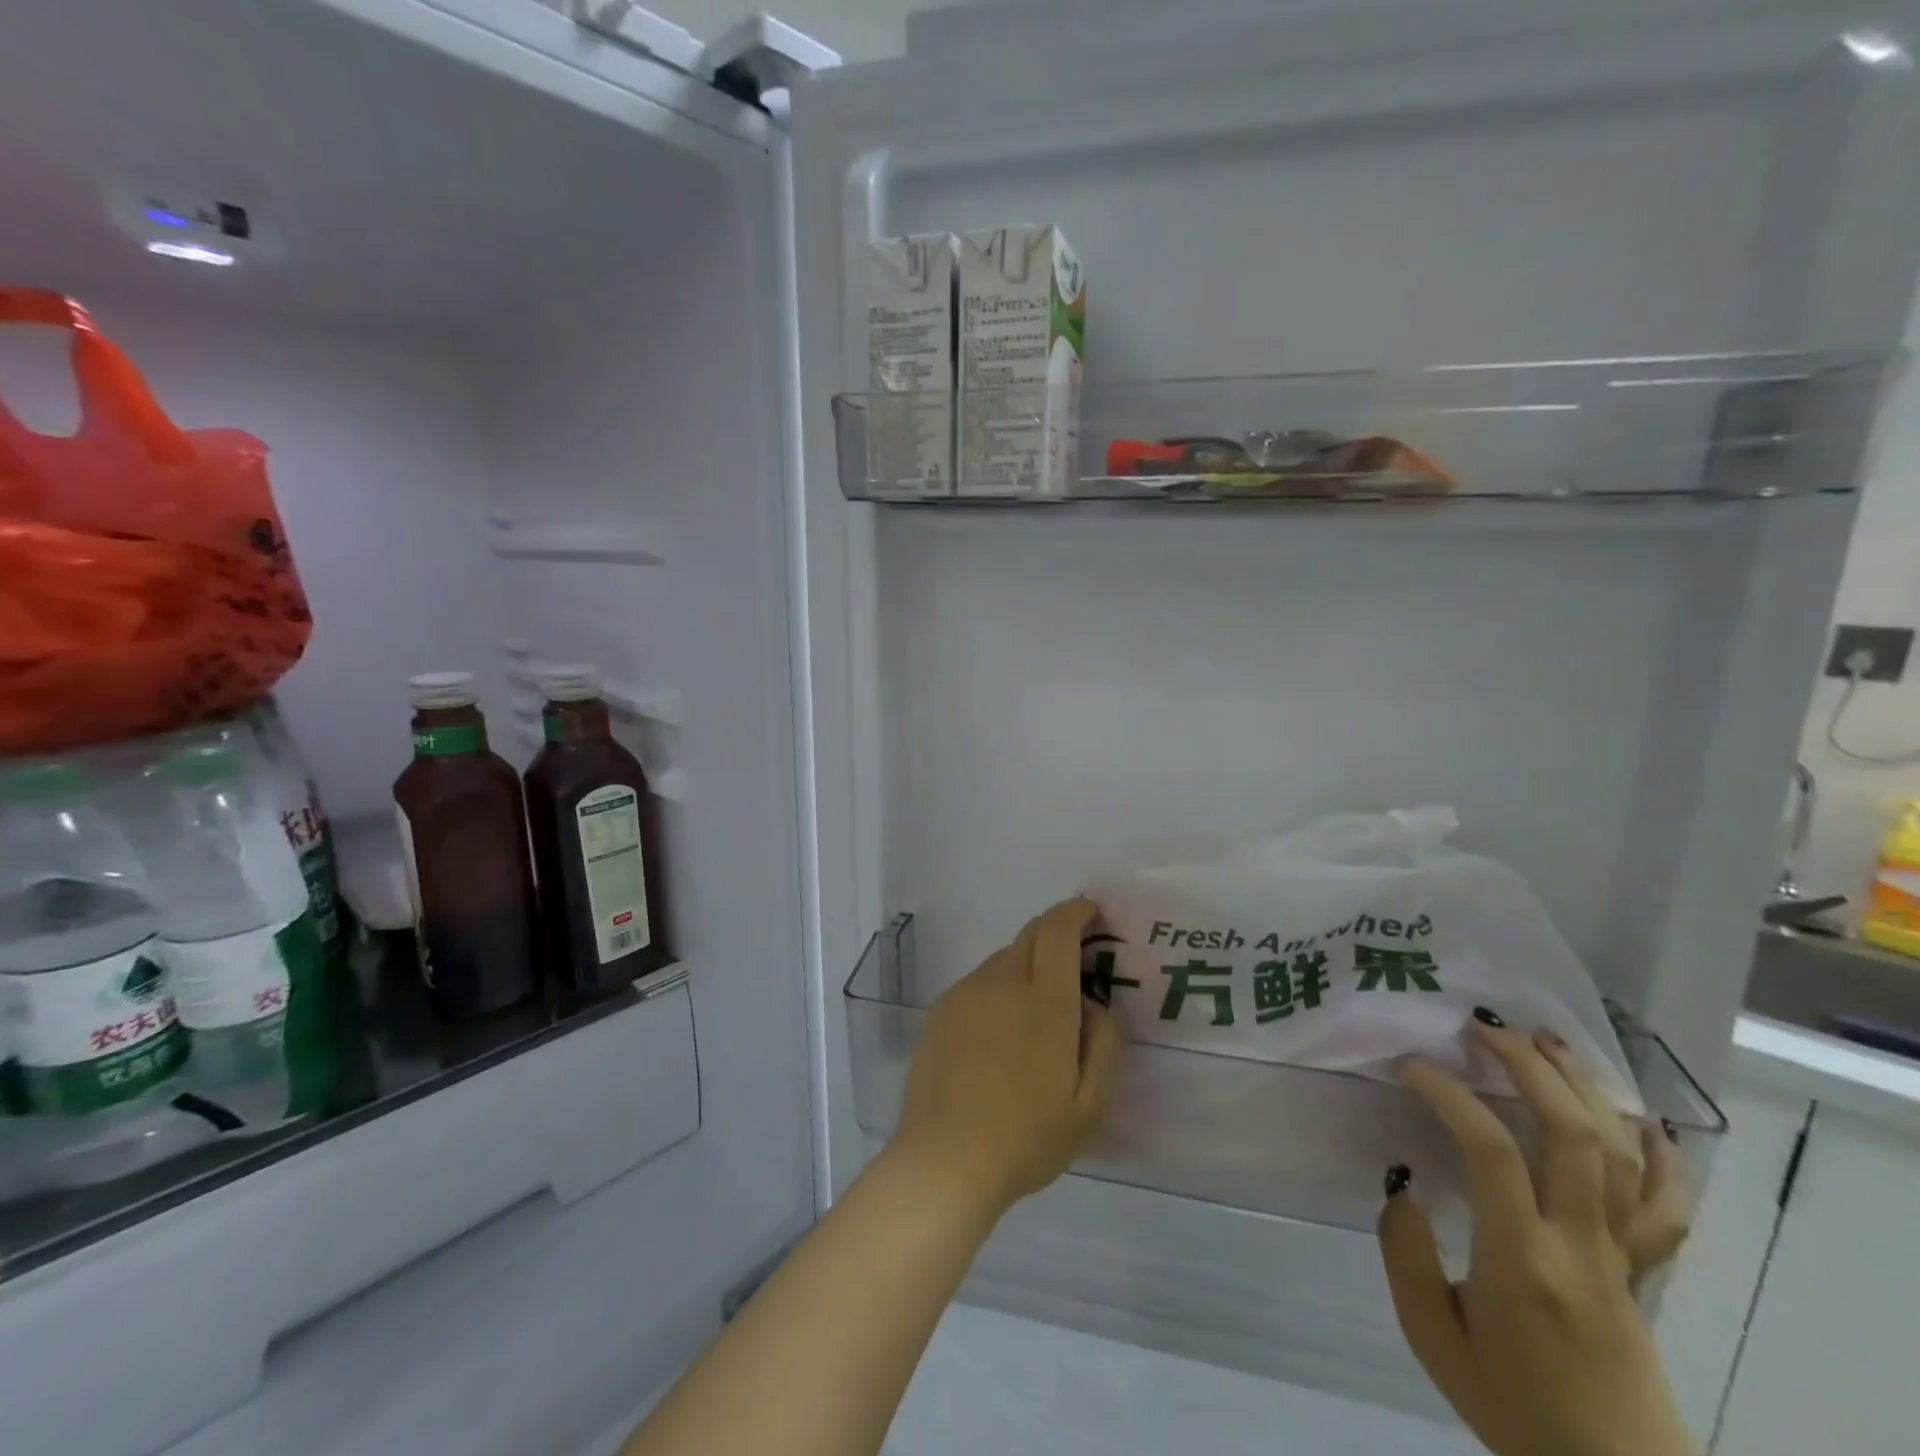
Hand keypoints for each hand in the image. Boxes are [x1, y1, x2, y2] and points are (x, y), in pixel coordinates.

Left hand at [890, 898, 1123, 1217]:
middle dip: (1055, 934)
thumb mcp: (1090, 1106)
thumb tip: (1098, 1004)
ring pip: (1004, 959)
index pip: (1058, 930)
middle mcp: (1003, 983)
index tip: (1091, 912)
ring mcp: (967, 993)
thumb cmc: (1026, 1138)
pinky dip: (998, 989)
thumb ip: (1104, 1044)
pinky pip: (979, 983)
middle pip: (1030, 934)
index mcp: (1045, 1002)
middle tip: (1073, 963)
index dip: (1076, 912)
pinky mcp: (941, 1009)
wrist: (945, 1159)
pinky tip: (998, 1034)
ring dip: (1026, 966)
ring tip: (1034, 1015)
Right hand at [1379, 1019, 1697, 1455]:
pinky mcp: (1644, 1270)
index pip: (1492, 1152)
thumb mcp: (1433, 1339)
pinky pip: (1668, 1205)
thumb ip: (1406, 1257)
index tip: (1411, 1067)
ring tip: (1547, 1042)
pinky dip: (1660, 1154)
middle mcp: (1582, 1246)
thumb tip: (1402, 1188)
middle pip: (1574, 1136)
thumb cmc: (1513, 1407)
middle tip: (1485, 1028)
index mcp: (1523, 1261)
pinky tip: (1637, 1116)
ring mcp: (1623, 1256)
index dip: (1450, 1094)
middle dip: (1530, 1068)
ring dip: (1584, 1088)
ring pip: (1623, 1155)